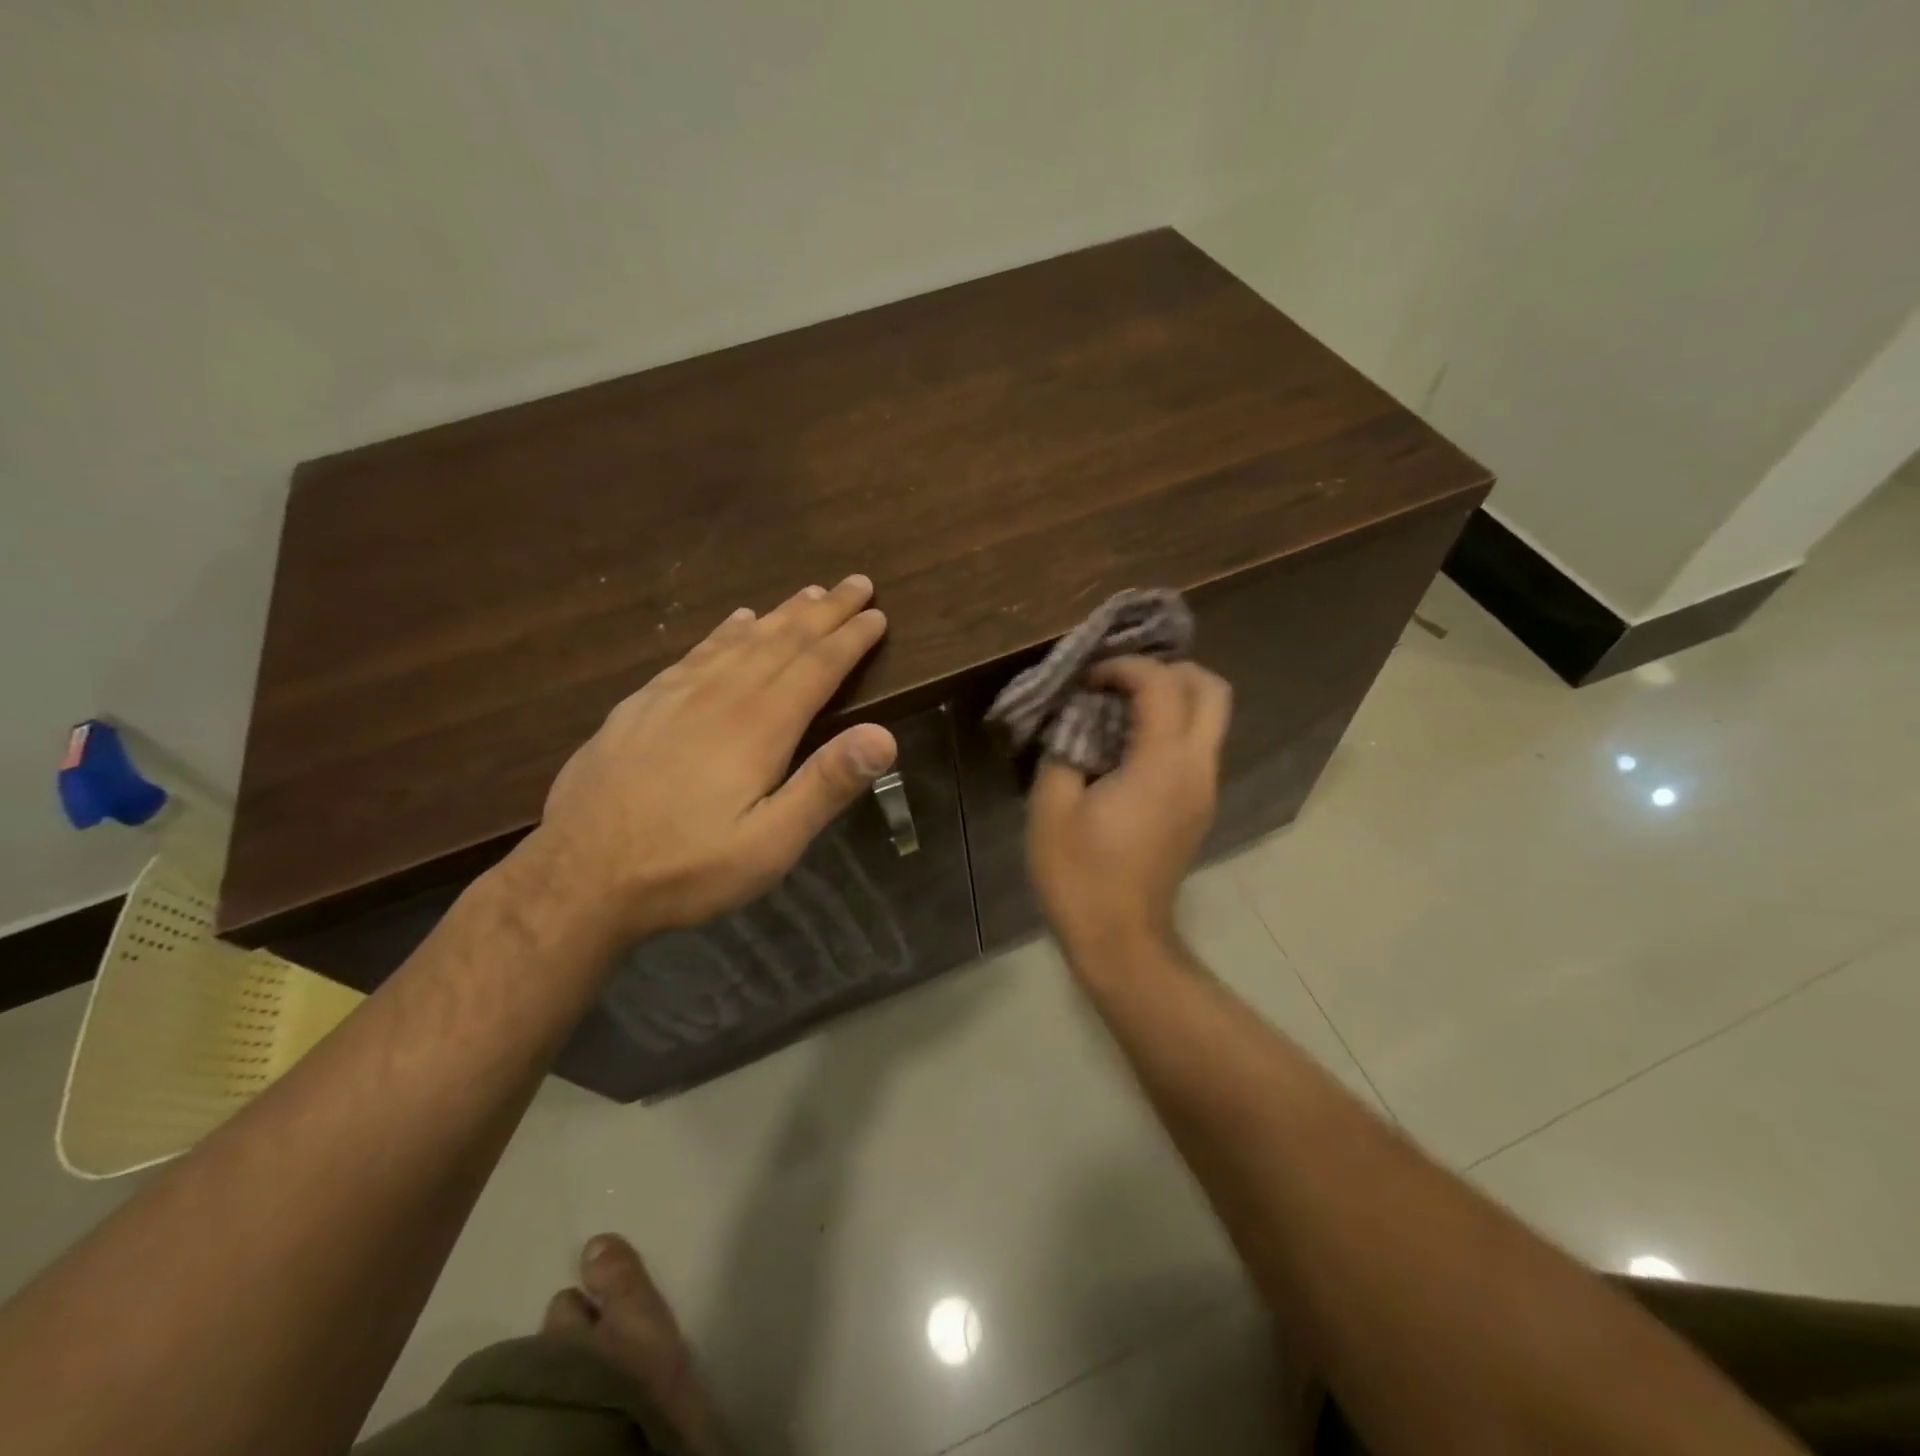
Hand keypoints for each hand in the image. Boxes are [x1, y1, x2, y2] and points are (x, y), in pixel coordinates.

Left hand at [525, 574, 896, 941]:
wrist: (578, 878)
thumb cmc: (686, 868)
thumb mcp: (770, 844)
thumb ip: (825, 786)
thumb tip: (883, 736)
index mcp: (759, 726)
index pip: (817, 667)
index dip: (851, 639)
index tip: (878, 614)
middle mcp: (720, 696)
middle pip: (782, 641)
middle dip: (824, 610)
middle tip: (856, 583)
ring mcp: (674, 695)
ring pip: (740, 640)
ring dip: (780, 614)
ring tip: (808, 592)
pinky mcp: (640, 705)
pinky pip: (694, 652)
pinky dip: (724, 631)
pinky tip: (734, 621)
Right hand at [1026, 657, 1230, 958]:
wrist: (1120, 938)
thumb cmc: (1080, 874)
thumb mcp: (1051, 807)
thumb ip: (1063, 749)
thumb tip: (1074, 723)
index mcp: (1162, 763)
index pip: (1162, 684)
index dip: (1124, 667)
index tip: (1088, 679)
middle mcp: (1198, 768)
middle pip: (1212, 691)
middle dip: (1169, 669)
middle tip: (1121, 681)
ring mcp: (1205, 789)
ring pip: (1211, 718)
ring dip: (1172, 698)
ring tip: (1120, 708)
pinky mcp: (1200, 807)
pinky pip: (1197, 746)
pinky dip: (1172, 727)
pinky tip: (1127, 745)